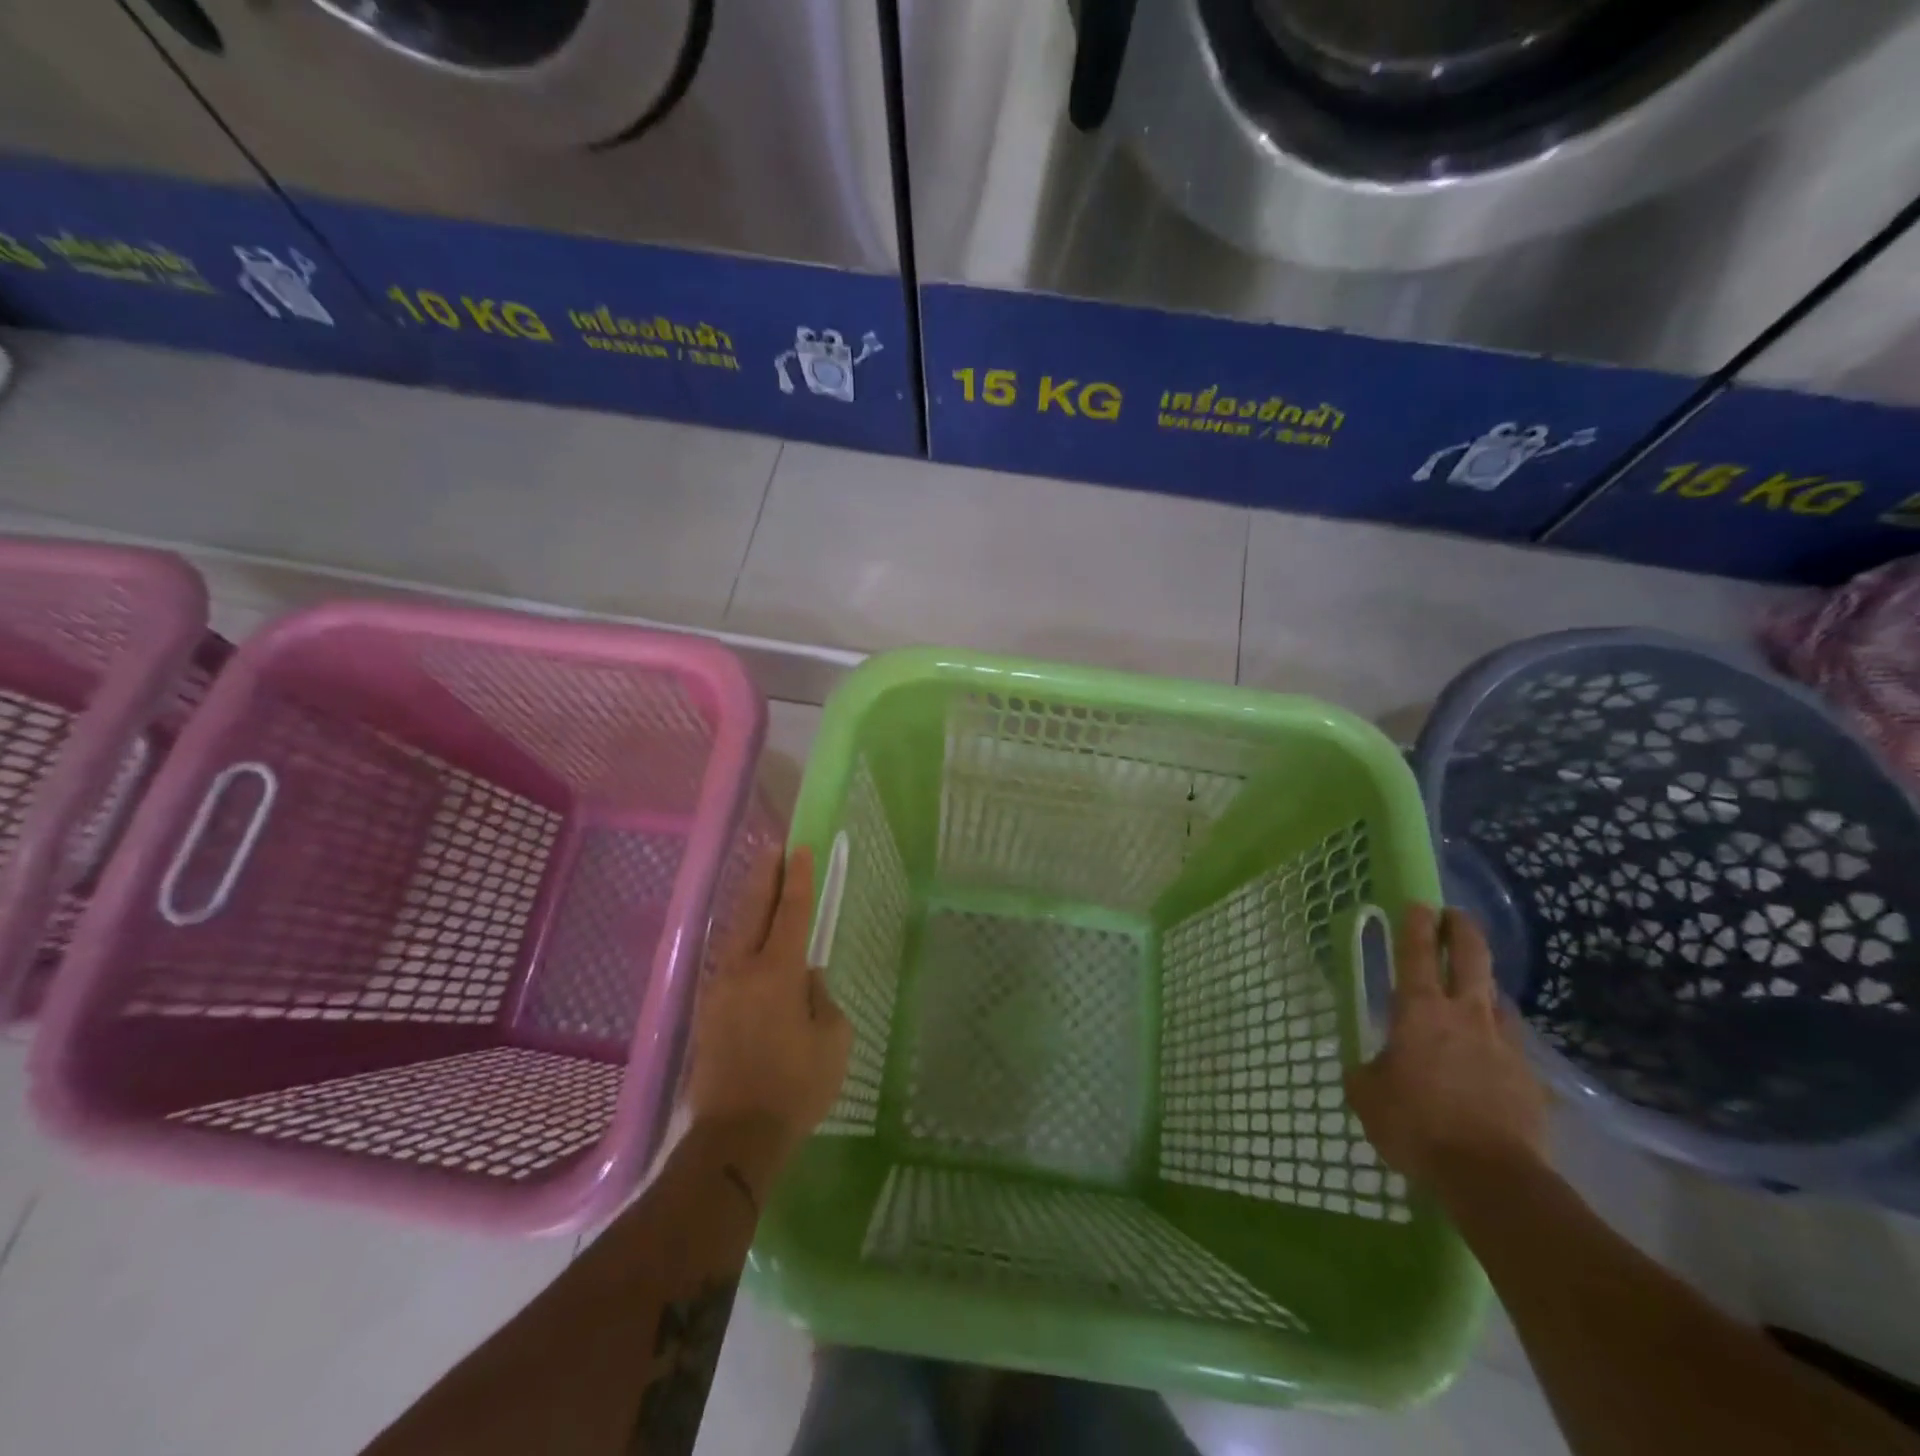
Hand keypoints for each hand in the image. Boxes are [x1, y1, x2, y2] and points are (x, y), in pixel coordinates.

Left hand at [686, 846, 852, 1158]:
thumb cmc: (796, 1087)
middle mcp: (742, 970)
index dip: (797, 879)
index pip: (790, 912)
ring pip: (735, 933)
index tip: (800, 849)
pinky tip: (748, 939)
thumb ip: (821, 999)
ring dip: (749, 905)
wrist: (736, 1137)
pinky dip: (740, 937)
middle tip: (773, 848)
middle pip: (752, 910)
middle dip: (764, 876)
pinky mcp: (707, 1011)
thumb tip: (805, 981)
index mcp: (776, 973)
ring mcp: (719, 990)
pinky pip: (727, 960)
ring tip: (760, 884)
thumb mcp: (832, 1040)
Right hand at [1345, 905, 1547, 1194]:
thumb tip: (1369, 1065)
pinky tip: (1493, 1054)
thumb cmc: (1416, 1124)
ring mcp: (1503, 1045)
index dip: (1416, 925)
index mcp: (1419, 1011)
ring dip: (1485, 986)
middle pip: (1471, 958)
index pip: (1417, 954)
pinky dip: (1500, 1039)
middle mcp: (1465, 1015)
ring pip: (1498, 999)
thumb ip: (1366, 1071)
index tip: (1418, 904)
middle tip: (1456, 916)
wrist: (1491, 1177)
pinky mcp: (1529, 1078)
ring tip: (1476, 989)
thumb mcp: (1367, 1095)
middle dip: (1463, 931)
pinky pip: (1513, 1045)